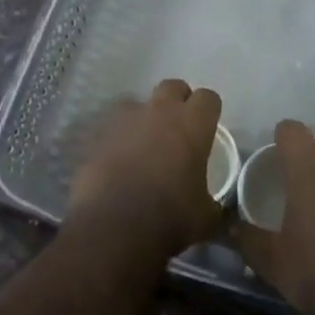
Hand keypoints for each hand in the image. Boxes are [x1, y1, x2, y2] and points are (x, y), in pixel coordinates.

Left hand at [66, 79, 225, 260]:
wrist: (112, 227)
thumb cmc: (169, 218)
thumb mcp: (205, 217)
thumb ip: (213, 203)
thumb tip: (215, 208)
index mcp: (192, 124)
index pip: (208, 98)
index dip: (209, 111)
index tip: (207, 128)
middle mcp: (159, 112)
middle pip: (173, 87)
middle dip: (178, 102)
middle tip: (178, 130)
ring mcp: (125, 120)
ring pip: (138, 103)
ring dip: (144, 117)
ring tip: (144, 144)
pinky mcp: (98, 134)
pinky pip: (113, 126)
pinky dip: (119, 137)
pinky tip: (119, 160)